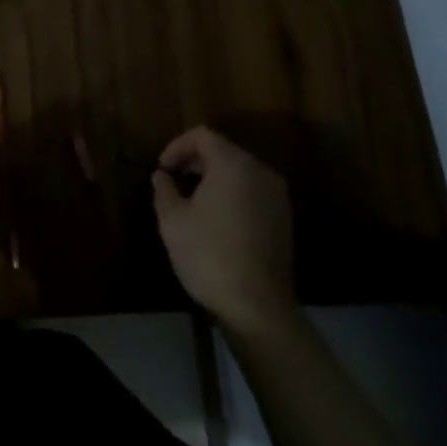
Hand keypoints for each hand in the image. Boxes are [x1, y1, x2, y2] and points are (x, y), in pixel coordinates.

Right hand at [152, 127, 293, 330]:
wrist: (258, 309)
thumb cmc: (210, 256)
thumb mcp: (173, 221)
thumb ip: (164, 190)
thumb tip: (162, 176)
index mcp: (233, 163)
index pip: (202, 135)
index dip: (177, 146)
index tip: (162, 168)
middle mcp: (259, 171)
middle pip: (223, 151)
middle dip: (195, 161)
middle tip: (173, 181)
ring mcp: (276, 196)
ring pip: (239, 172)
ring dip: (214, 178)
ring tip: (192, 200)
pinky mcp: (284, 220)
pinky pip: (253, 192)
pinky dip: (233, 194)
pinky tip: (217, 219)